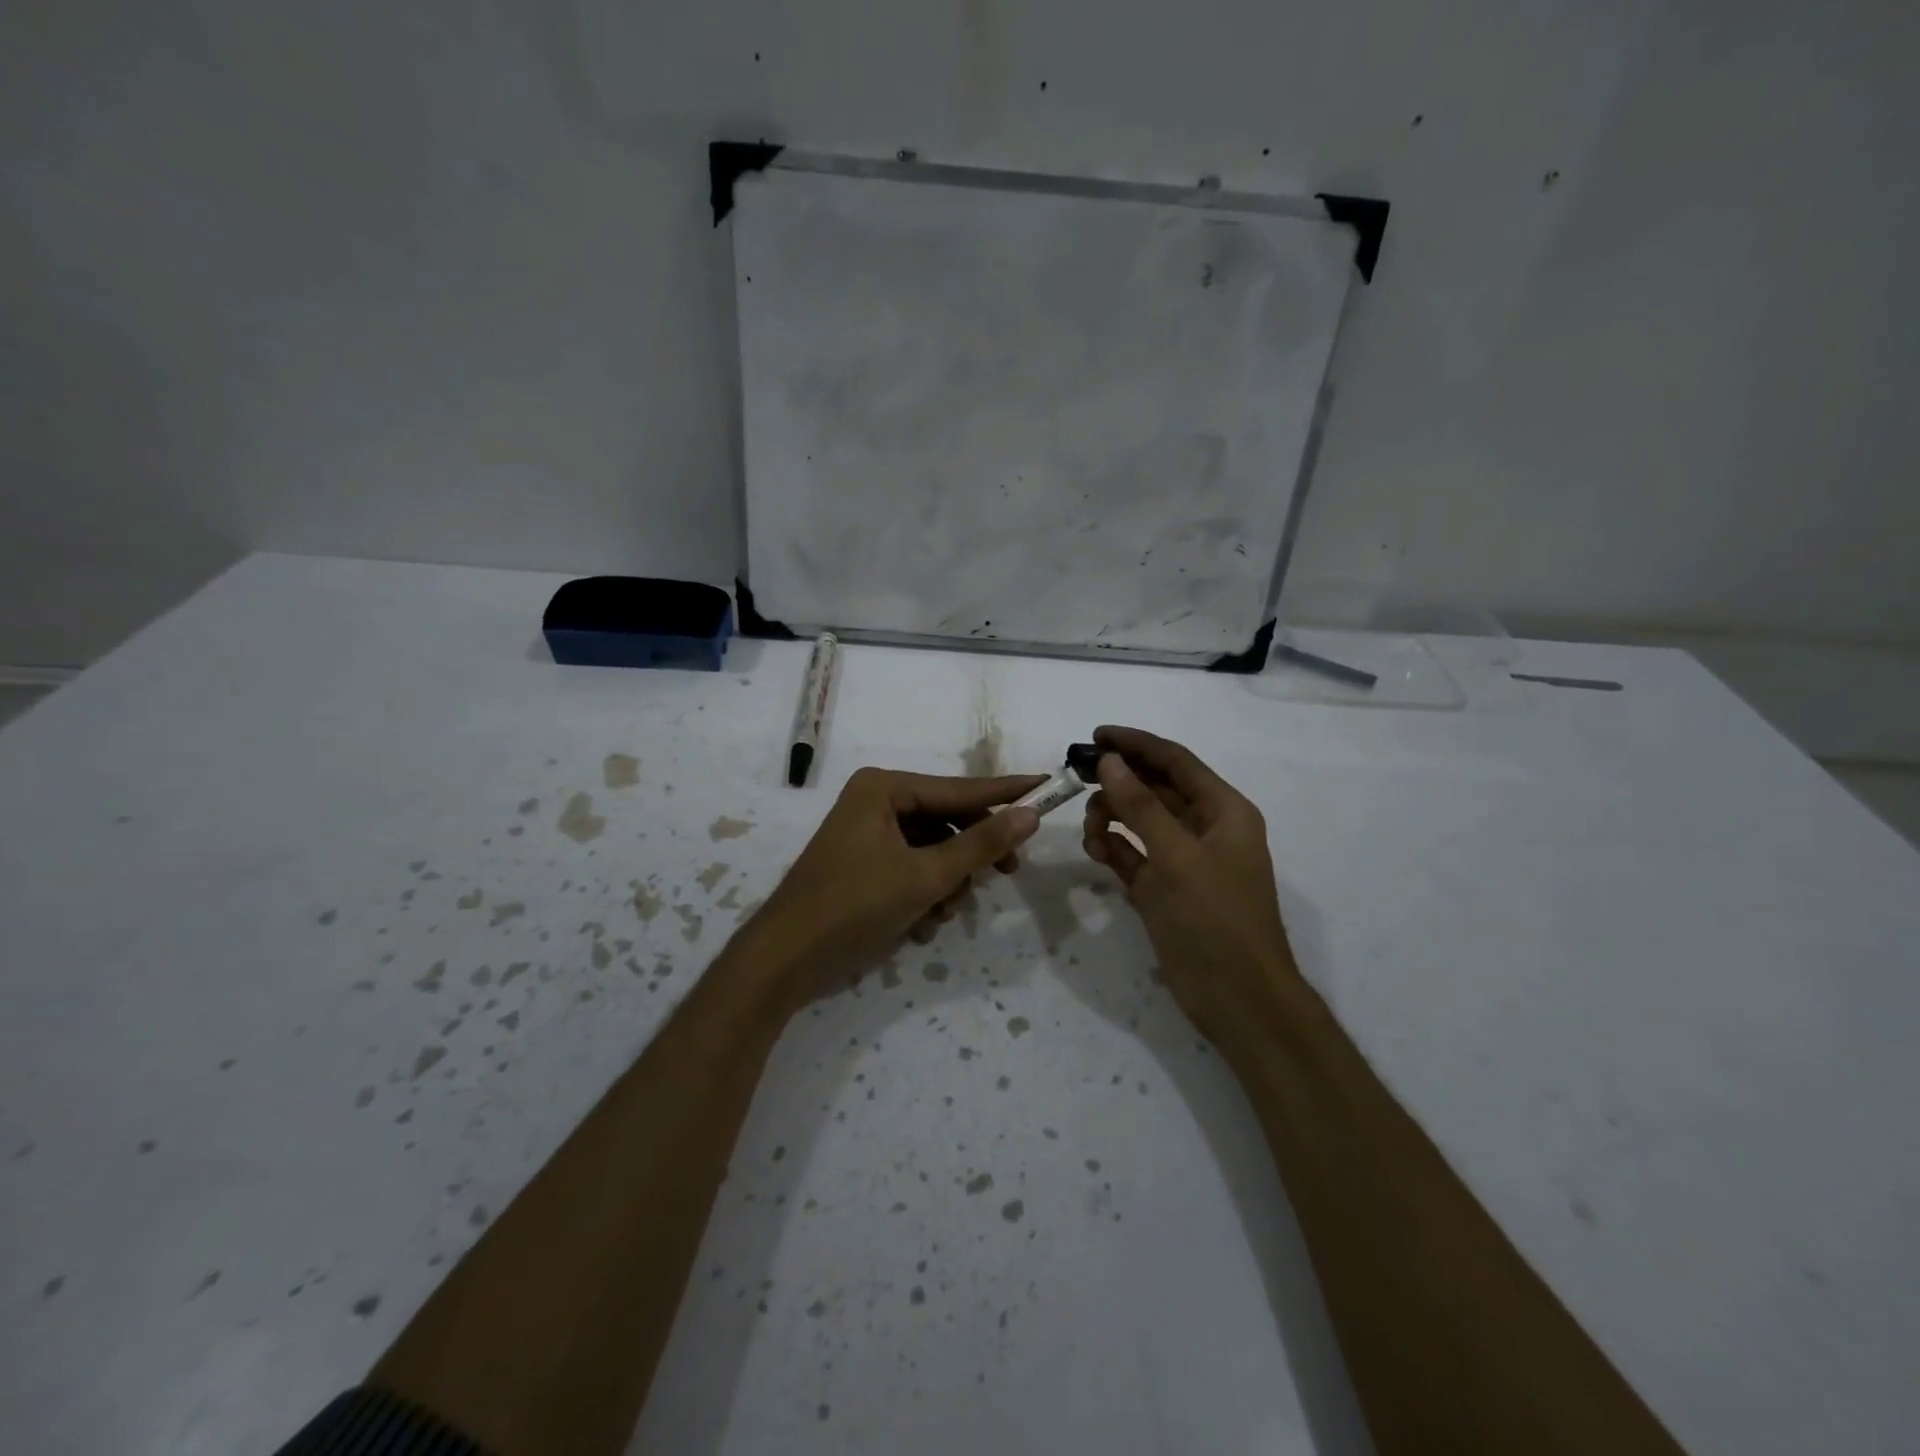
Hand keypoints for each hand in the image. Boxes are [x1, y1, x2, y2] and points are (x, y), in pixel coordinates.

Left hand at [744, 767, 1043, 1009]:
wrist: (785, 960)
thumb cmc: (855, 906)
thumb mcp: (926, 876)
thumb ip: (981, 844)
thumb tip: (1030, 813)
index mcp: (885, 789)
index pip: (961, 789)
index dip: (1007, 792)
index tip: (1048, 785)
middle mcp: (876, 801)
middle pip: (948, 820)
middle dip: (972, 854)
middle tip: (1009, 872)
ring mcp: (867, 833)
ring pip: (933, 848)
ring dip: (948, 881)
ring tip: (945, 912)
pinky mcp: (864, 864)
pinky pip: (912, 867)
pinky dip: (925, 892)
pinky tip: (924, 923)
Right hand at [1080, 726, 1298, 1051]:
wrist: (1238, 999)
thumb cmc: (1215, 919)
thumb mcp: (1177, 857)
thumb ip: (1141, 806)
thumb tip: (1110, 761)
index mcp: (1224, 811)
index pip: (1176, 762)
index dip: (1137, 744)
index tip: (1096, 734)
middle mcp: (1205, 829)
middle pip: (1156, 789)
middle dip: (1119, 780)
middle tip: (1076, 776)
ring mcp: (1183, 861)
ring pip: (1141, 821)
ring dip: (1113, 816)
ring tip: (1090, 827)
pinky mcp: (1164, 889)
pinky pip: (1133, 854)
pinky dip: (1113, 847)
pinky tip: (1095, 849)